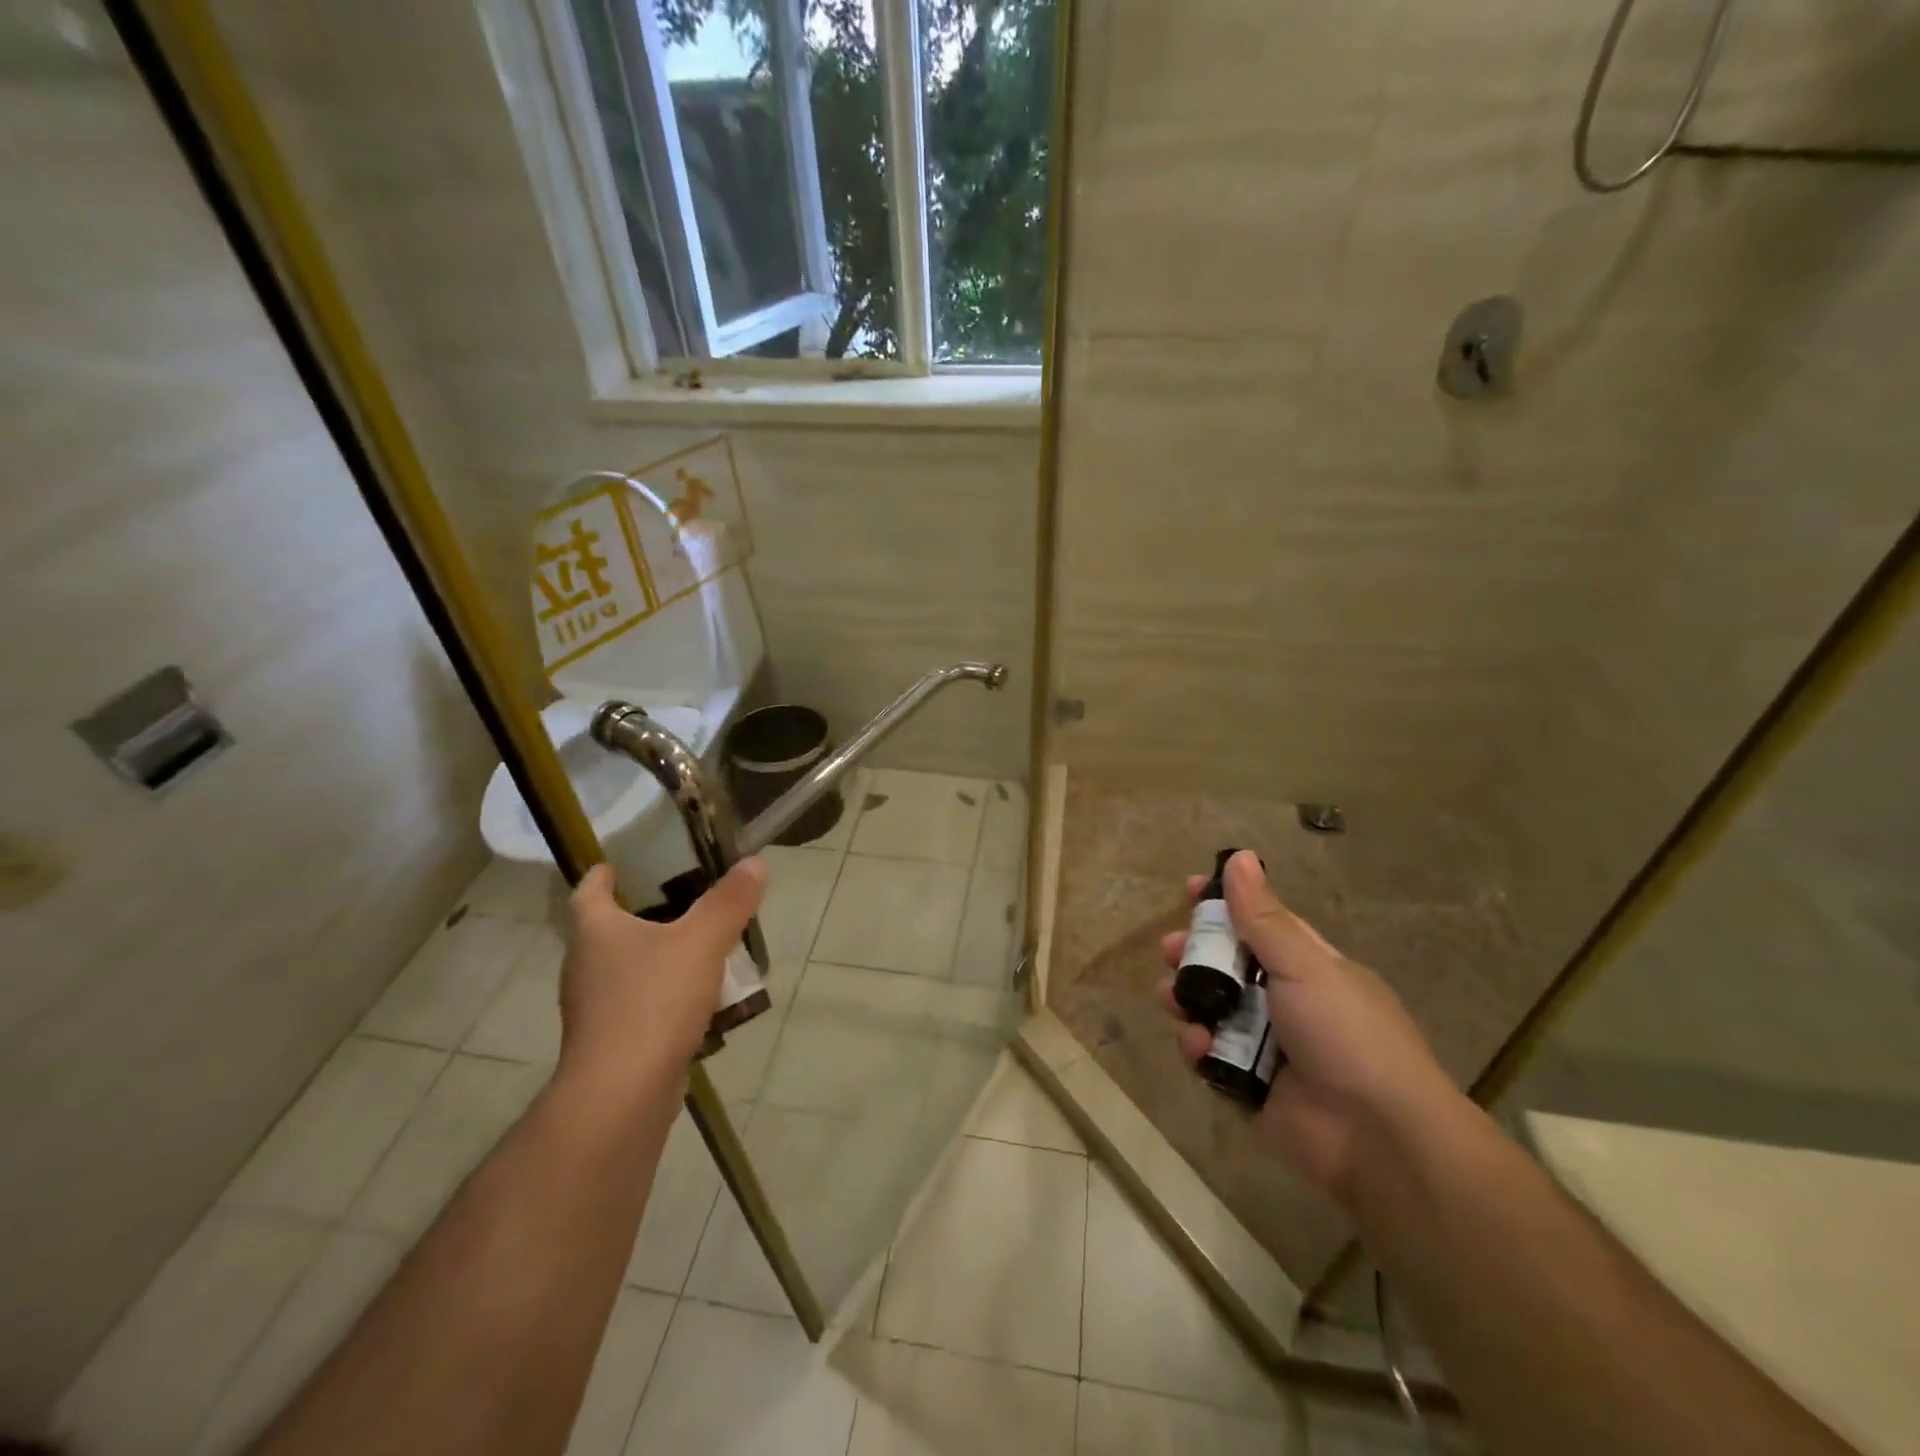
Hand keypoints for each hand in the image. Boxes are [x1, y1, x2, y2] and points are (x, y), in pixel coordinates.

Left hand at [556, 859, 765, 1098]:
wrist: (622, 1096)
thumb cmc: (653, 1002)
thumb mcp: (702, 941)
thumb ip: (729, 902)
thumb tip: (754, 864)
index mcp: (595, 931)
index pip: (588, 890)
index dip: (604, 873)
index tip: (621, 864)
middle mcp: (585, 965)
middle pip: (610, 929)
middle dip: (644, 915)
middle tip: (686, 902)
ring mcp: (595, 1008)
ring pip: (629, 970)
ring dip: (660, 958)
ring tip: (703, 950)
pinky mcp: (611, 1042)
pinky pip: (641, 1005)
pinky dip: (666, 997)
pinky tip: (702, 1002)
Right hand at [1158, 851, 1460, 1207]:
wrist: (1378, 1136)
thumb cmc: (1345, 1033)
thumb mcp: (1304, 964)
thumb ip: (1263, 916)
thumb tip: (1242, 857)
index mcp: (1307, 966)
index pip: (1259, 923)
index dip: (1225, 905)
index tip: (1190, 889)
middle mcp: (1286, 1001)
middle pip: (1226, 967)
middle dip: (1194, 955)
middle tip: (1171, 950)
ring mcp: (1267, 1045)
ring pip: (1211, 1010)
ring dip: (1187, 1000)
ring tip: (1173, 999)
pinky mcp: (1249, 1086)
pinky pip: (1211, 1057)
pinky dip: (1199, 1049)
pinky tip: (1200, 1047)